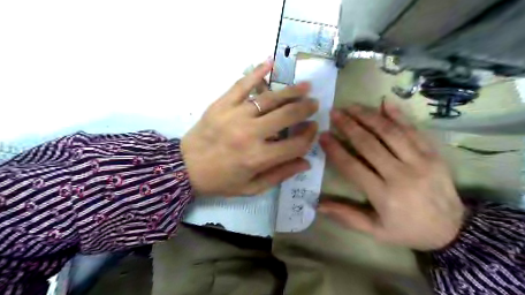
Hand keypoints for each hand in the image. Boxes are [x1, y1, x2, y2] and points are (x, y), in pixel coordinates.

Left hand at [181, 59, 320, 196]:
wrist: (184, 168)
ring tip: (305, 87)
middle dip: (305, 109)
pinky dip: (257, 72)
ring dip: (291, 91)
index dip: (309, 137)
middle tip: (314, 104)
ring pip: (270, 99)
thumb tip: (306, 162)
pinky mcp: (222, 104)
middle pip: (287, 116)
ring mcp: (235, 115)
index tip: (313, 130)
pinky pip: (242, 84)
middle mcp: (250, 134)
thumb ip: (280, 175)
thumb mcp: (251, 188)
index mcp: (258, 158)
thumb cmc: (220, 181)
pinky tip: (270, 63)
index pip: (295, 145)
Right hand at [317, 105, 464, 249]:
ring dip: (369, 116)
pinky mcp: (434, 154)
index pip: (352, 166)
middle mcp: (401, 175)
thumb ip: (347, 216)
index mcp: (384, 195)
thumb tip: (318, 205)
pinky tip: (385, 102)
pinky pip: (414, 130)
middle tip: (334, 113)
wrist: (453, 230)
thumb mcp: (375, 231)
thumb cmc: (408, 230)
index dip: (335, 150)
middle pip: (369, 144)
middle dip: (349, 126)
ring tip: (352, 106)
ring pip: (390, 132)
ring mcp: (420, 161)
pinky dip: (399, 115)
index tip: (323, 136)